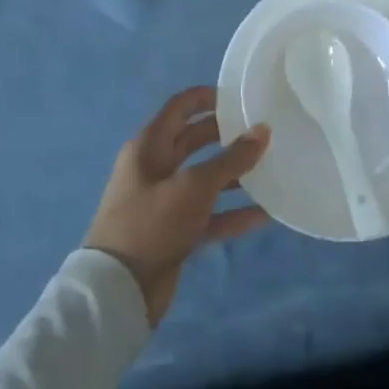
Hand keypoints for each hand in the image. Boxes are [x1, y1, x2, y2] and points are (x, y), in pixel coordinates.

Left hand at [83, 87, 270, 326]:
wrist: (118, 292)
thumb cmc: (152, 224)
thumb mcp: (194, 186)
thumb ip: (231, 159)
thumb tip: (263, 130)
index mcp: (149, 146)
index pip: (180, 108)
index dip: (207, 97)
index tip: (240, 96)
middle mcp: (155, 168)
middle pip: (194, 141)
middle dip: (226, 135)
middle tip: (262, 131)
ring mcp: (164, 201)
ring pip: (205, 179)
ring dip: (234, 175)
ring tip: (270, 168)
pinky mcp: (174, 232)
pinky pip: (209, 214)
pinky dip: (232, 213)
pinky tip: (264, 214)